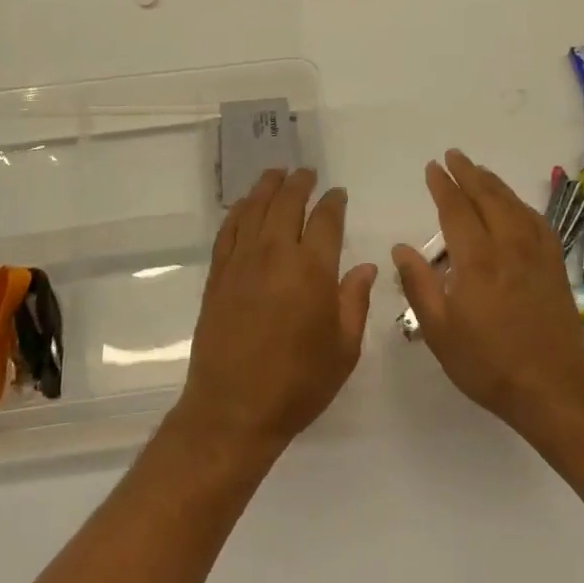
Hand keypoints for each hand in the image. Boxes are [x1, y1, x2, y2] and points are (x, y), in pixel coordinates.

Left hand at [177, 168, 376, 459]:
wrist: (233, 409)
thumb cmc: (298, 383)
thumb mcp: (343, 349)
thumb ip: (355, 302)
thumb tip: (365, 267)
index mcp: (312, 270)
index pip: (326, 220)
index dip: (333, 202)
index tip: (337, 193)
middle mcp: (276, 254)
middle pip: (287, 203)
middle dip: (299, 183)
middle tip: (306, 173)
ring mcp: (242, 262)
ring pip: (255, 209)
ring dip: (268, 187)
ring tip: (277, 174)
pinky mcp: (218, 275)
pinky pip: (229, 230)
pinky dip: (239, 211)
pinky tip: (245, 205)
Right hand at [393, 150, 583, 435]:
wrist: (554, 391)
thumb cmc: (488, 365)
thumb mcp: (440, 332)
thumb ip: (419, 285)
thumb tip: (401, 248)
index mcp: (477, 260)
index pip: (456, 210)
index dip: (443, 186)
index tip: (432, 167)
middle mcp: (508, 247)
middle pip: (487, 198)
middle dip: (468, 173)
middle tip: (453, 156)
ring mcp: (536, 255)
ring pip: (514, 205)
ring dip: (494, 183)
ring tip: (479, 171)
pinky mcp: (555, 267)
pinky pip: (537, 222)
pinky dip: (521, 205)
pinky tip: (516, 205)